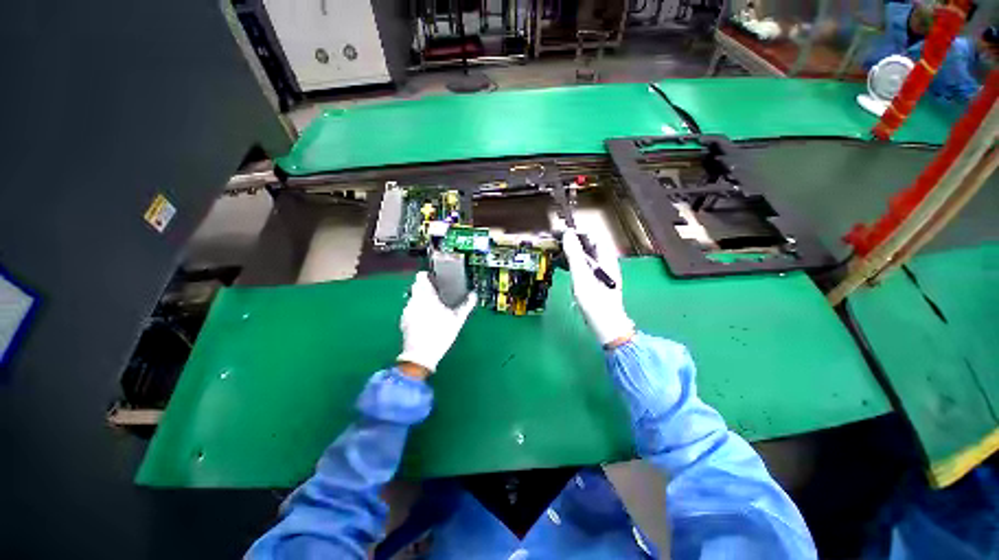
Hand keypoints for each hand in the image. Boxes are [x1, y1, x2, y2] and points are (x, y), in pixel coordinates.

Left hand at [397, 271, 476, 375]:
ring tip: (433, 307)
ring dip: (421, 299)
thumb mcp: (457, 319)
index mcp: (425, 296)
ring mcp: (407, 311)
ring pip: (413, 298)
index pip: (421, 277)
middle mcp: (413, 300)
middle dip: (426, 288)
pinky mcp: (403, 321)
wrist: (421, 355)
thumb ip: (466, 305)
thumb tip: (473, 295)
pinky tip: (426, 319)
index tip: (435, 278)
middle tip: (438, 294)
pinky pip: (411, 309)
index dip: (428, 275)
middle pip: (417, 287)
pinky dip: (417, 310)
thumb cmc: (440, 334)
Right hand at [562, 230, 633, 347]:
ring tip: (553, 254)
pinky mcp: (596, 280)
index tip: (557, 234)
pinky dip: (572, 263)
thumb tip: (568, 233)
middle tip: (551, 244)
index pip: (589, 235)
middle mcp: (605, 261)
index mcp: (605, 257)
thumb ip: (574, 253)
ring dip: (569, 252)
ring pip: (583, 255)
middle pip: (586, 245)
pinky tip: (562, 267)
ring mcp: (601, 271)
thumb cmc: (594, 300)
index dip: (573, 233)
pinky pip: (583, 265)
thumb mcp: (581, 275)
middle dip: (569, 242)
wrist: (605, 324)